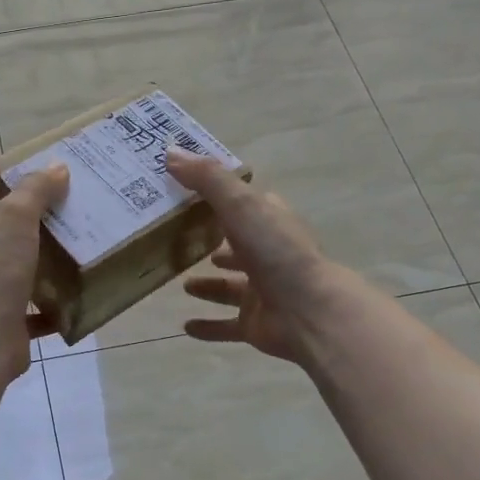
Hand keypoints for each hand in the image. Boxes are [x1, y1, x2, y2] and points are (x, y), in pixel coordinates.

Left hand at [0, 160, 69, 379]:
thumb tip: (55, 169)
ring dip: (27, 262)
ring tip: (60, 251)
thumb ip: (34, 191)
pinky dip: (45, 309)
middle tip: (43, 208)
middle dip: (7, 219)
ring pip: (3, 271)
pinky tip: (69, 302)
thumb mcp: (15, 219)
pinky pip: (25, 313)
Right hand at [165, 148, 350, 365]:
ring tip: (181, 281)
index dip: (218, 195)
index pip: (243, 202)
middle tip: (176, 239)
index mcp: (268, 221)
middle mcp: (267, 253)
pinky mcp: (255, 323)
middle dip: (212, 241)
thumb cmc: (277, 252)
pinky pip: (227, 325)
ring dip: (209, 284)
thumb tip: (170, 152)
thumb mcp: (240, 205)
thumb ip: (207, 179)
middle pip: (236, 243)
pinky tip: (185, 326)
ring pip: (230, 285)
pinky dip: (208, 325)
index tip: (184, 191)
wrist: (309, 312)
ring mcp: (262, 290)